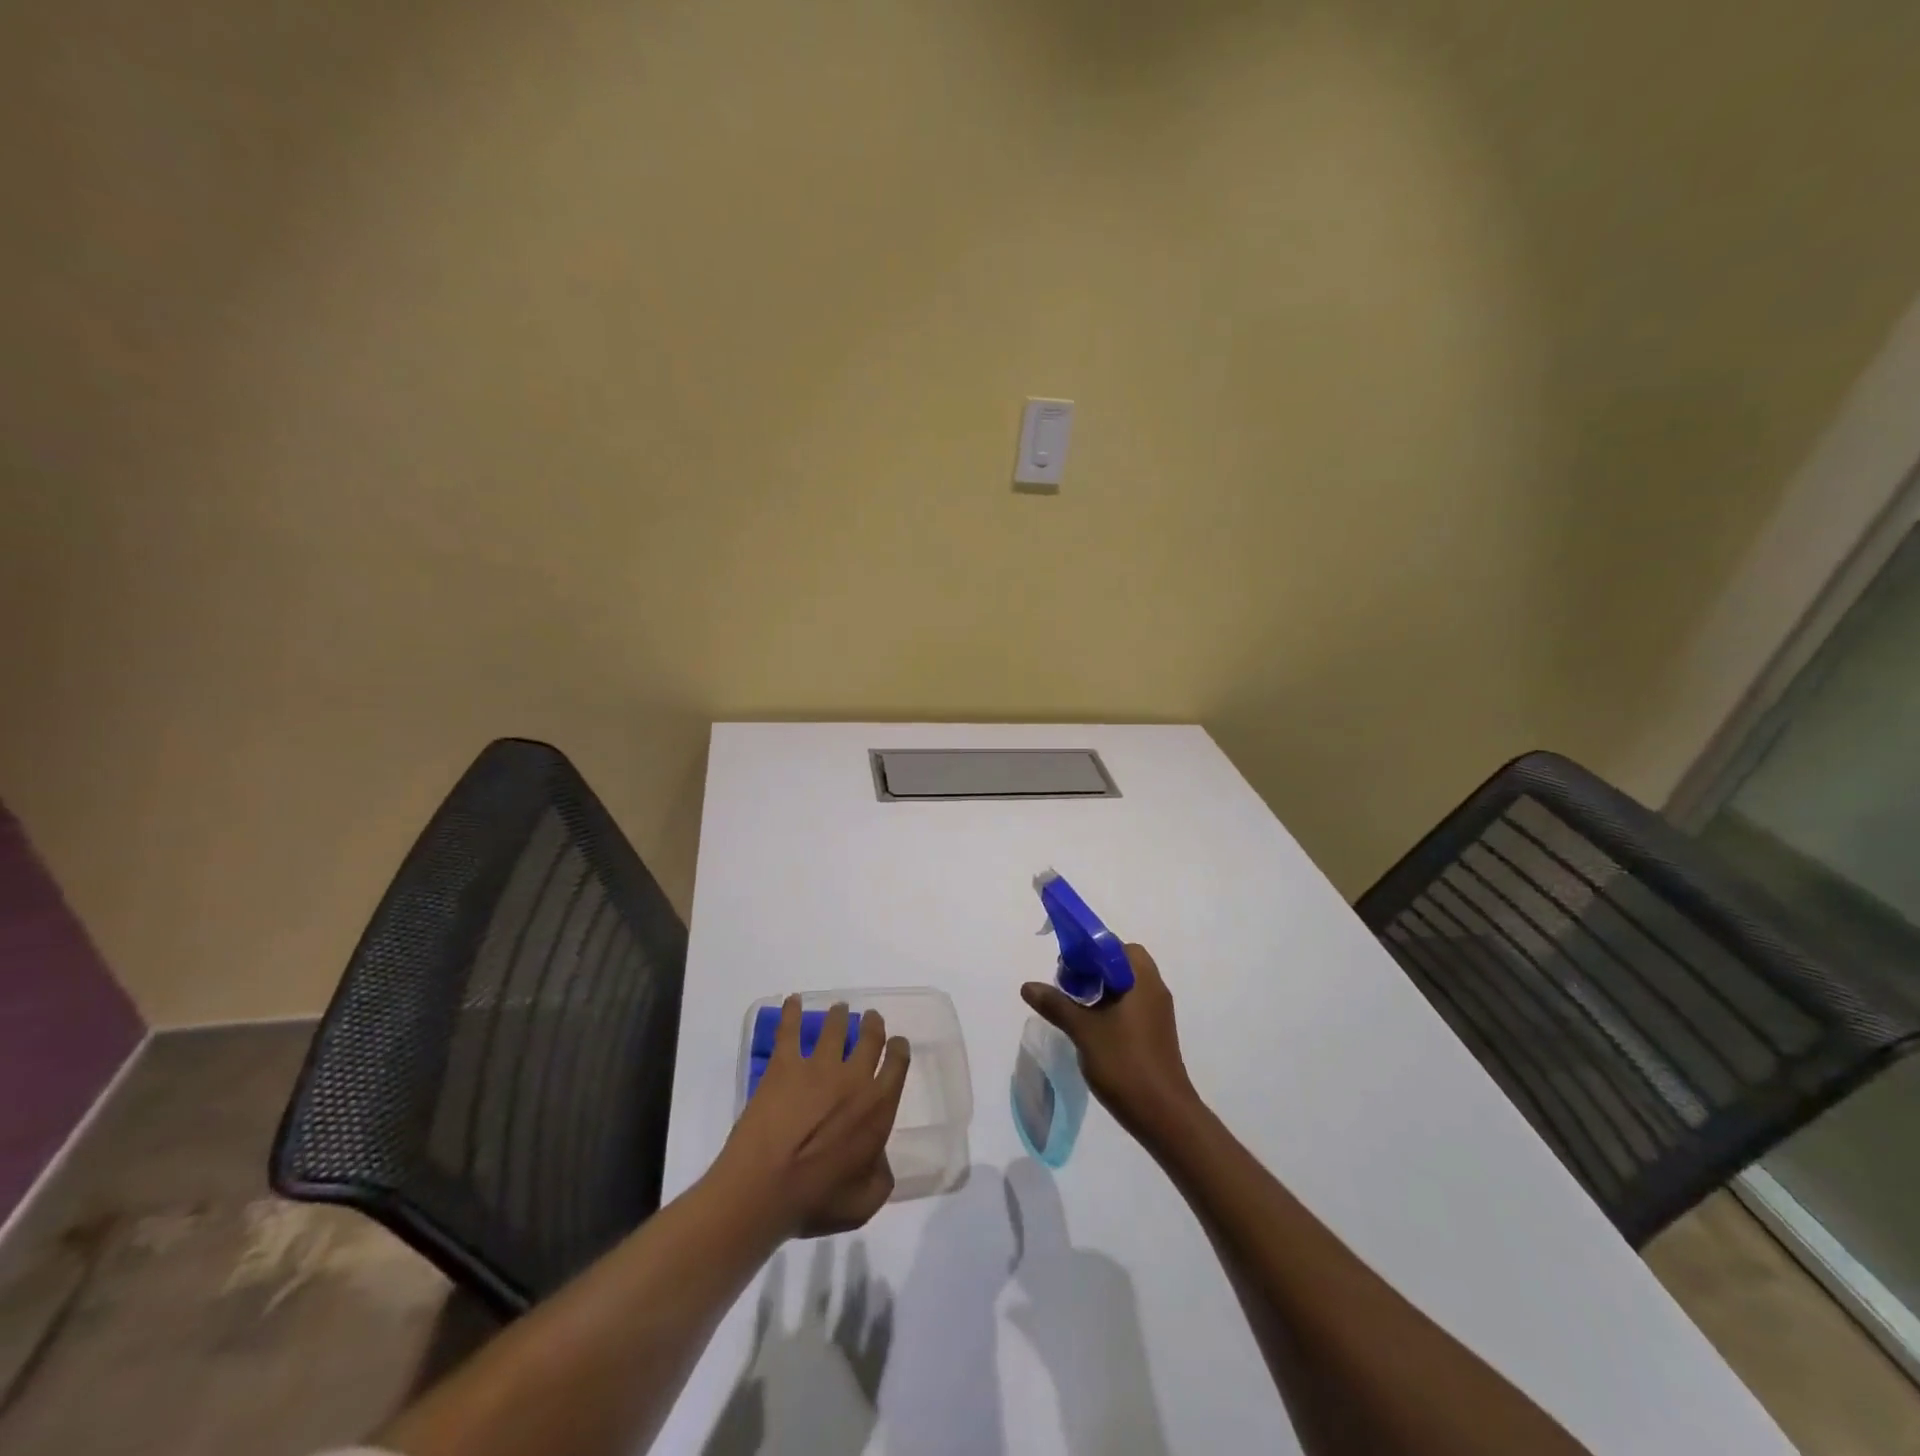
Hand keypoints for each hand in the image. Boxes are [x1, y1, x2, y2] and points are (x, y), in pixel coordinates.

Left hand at [713, 999, 911, 1238]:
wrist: (762, 1189)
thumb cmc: (815, 1201)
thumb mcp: (864, 1203)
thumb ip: (881, 1177)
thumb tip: (879, 1159)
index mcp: (877, 1107)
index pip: (897, 1064)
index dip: (898, 1049)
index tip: (896, 1043)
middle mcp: (853, 1077)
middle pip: (869, 1038)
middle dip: (872, 1024)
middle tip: (869, 1018)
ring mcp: (817, 1066)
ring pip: (834, 1028)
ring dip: (838, 1015)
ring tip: (838, 1010)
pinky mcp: (784, 1065)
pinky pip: (789, 1029)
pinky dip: (791, 1011)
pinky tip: (792, 1000)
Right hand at [1021, 944, 1196, 1144]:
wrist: (1164, 1115)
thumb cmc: (1124, 1063)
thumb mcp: (1084, 1031)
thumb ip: (1056, 1004)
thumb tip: (1028, 986)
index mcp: (1141, 979)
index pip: (1114, 945)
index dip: (1087, 949)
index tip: (1065, 967)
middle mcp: (1153, 988)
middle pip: (1120, 962)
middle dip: (1091, 968)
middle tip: (1067, 984)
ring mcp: (1157, 1012)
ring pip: (1125, 985)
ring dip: (1100, 988)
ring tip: (1074, 1006)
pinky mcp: (1155, 1032)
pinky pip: (1130, 1004)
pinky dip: (1110, 1006)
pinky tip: (1090, 1027)